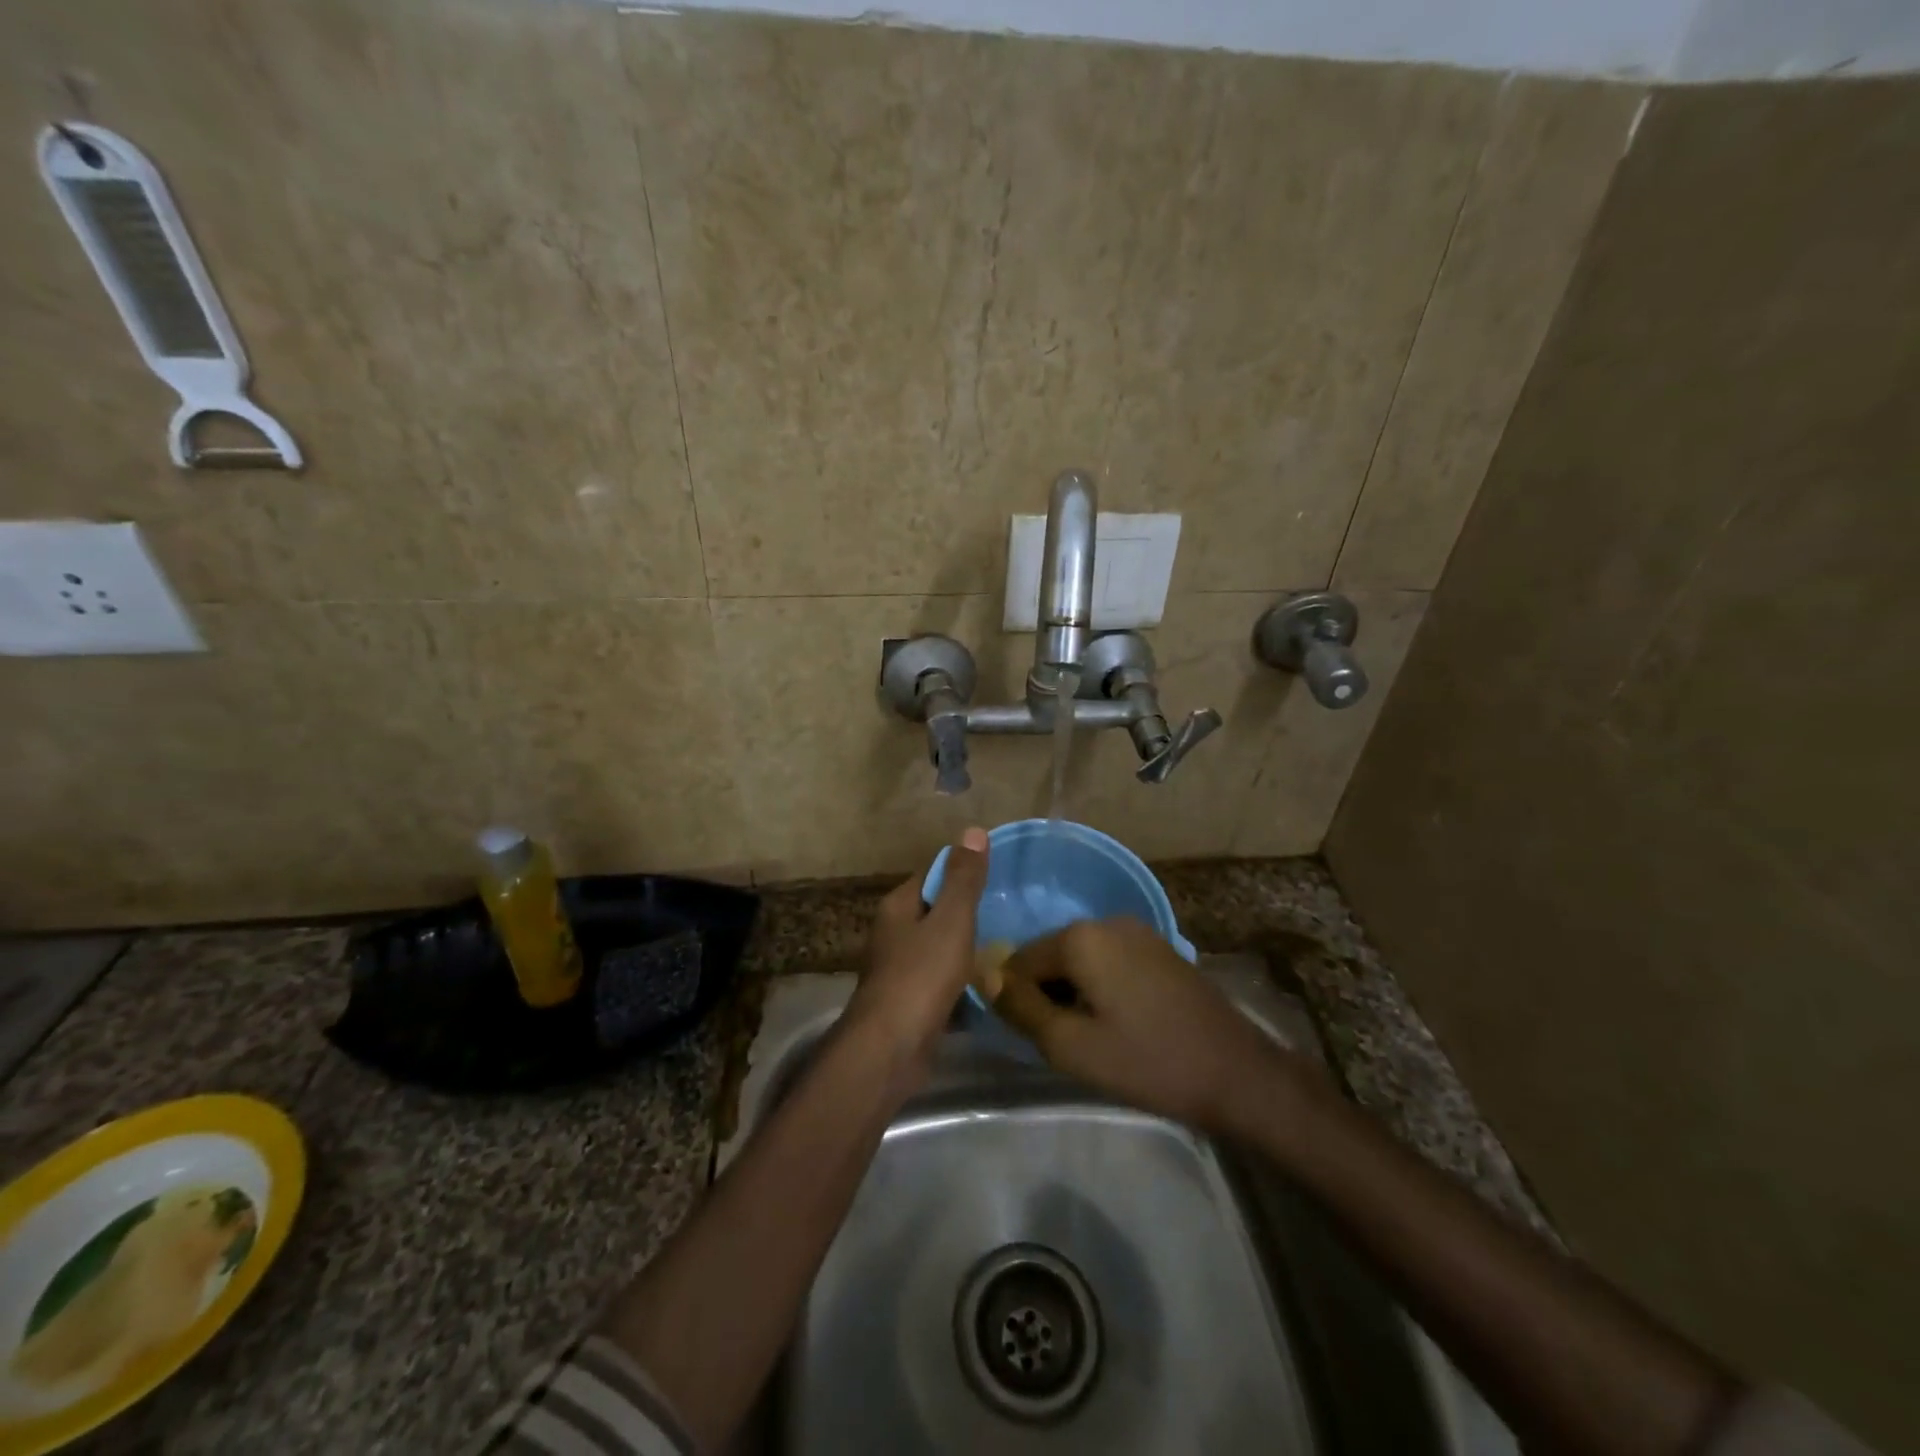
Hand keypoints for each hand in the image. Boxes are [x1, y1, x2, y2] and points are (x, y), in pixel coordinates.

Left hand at [844, 827, 990, 1074]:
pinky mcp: (909, 1003)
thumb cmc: (921, 975)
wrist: (891, 1049)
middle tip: (1010, 914)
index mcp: (898, 907)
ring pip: (940, 949)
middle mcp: (893, 933)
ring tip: (1007, 950)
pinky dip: (961, 984)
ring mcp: (899, 970)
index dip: (963, 873)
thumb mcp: (950, 920)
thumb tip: (973, 831)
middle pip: (936, 912)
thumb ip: (963, 879)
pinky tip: (989, 989)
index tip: (998, 878)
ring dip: (966, 951)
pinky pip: (941, 983)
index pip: (932, 875)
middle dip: (968, 914)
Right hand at [992, 918, 1306, 1135]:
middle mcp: (1106, 921)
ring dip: (1072, 992)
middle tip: (1060, 1043)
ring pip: (1081, 959)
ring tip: (1089, 1037)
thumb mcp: (1071, 1046)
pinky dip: (1100, 987)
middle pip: (1051, 955)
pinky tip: (1117, 1024)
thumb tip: (985, 976)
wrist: (1236, 1073)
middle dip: (1045, 994)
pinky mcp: (1158, 949)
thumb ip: (1021, 1008)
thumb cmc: (1147, 1061)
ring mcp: (1138, 932)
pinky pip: (1109, 961)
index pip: (1019, 960)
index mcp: (1080, 937)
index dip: (1016, 1000)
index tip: (1029, 1038)